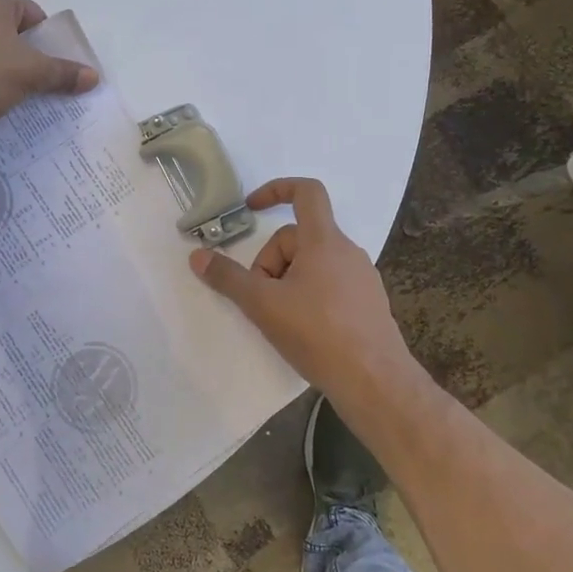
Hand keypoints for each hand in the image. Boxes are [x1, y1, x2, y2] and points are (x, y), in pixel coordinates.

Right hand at [190, 177, 423, 416]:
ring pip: (313, 264)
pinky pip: (330, 284)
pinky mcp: (368, 304)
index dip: (276, 190)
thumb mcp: (262, 305)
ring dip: (288, 281)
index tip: (251, 207)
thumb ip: (228, 278)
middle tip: (260, 298)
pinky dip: (308, 296)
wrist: (375, 382)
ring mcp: (362, 278)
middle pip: (298, 238)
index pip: (306, 192)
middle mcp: (348, 252)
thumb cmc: (318, 333)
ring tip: (280, 317)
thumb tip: (197, 256)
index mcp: (324, 241)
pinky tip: (303, 330)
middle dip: (271, 262)